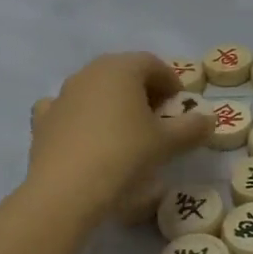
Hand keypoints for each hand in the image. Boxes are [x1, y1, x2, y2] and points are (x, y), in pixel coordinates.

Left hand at [28, 53, 210, 225]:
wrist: (66, 190)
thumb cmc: (124, 155)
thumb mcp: (167, 143)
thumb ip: (192, 128)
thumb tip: (209, 119)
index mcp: (122, 68)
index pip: (152, 64)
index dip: (170, 82)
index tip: (179, 105)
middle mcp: (90, 72)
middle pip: (122, 72)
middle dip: (142, 90)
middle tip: (156, 117)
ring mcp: (63, 94)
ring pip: (94, 88)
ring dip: (111, 102)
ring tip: (124, 131)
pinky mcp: (44, 119)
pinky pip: (66, 109)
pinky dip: (78, 116)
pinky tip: (85, 136)